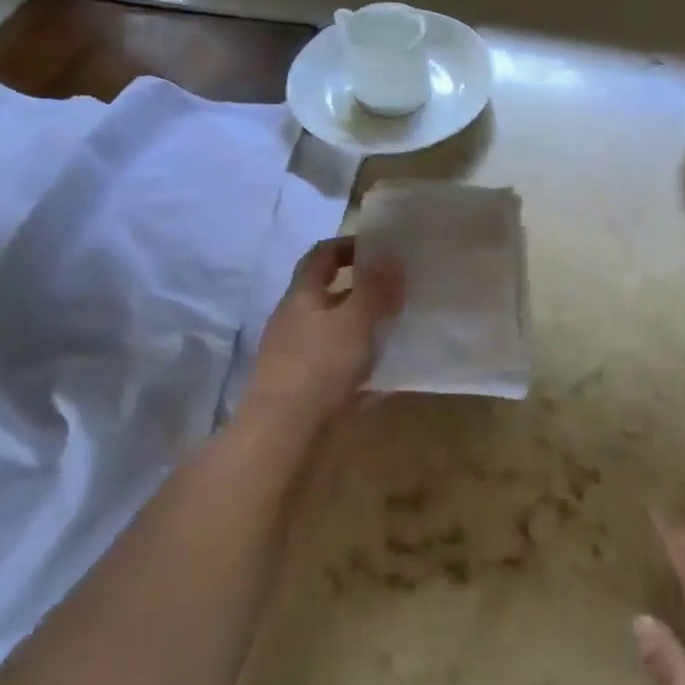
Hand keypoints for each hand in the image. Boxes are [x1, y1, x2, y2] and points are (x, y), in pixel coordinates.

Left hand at [240, 237, 403, 445]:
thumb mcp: (354, 321)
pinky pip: (343, 371)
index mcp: (302, 297)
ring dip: (367, 329)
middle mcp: (297, 323)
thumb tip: (391, 257)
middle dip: (364, 289)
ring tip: (403, 328)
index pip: (321, 256)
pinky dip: (366, 368)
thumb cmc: (317, 368)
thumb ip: (375, 289)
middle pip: (330, 295)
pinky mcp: (309, 393)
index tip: (382, 246)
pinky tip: (393, 375)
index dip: (348, 245)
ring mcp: (300, 360)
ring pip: (338, 334)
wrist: (282, 439)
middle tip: (401, 288)